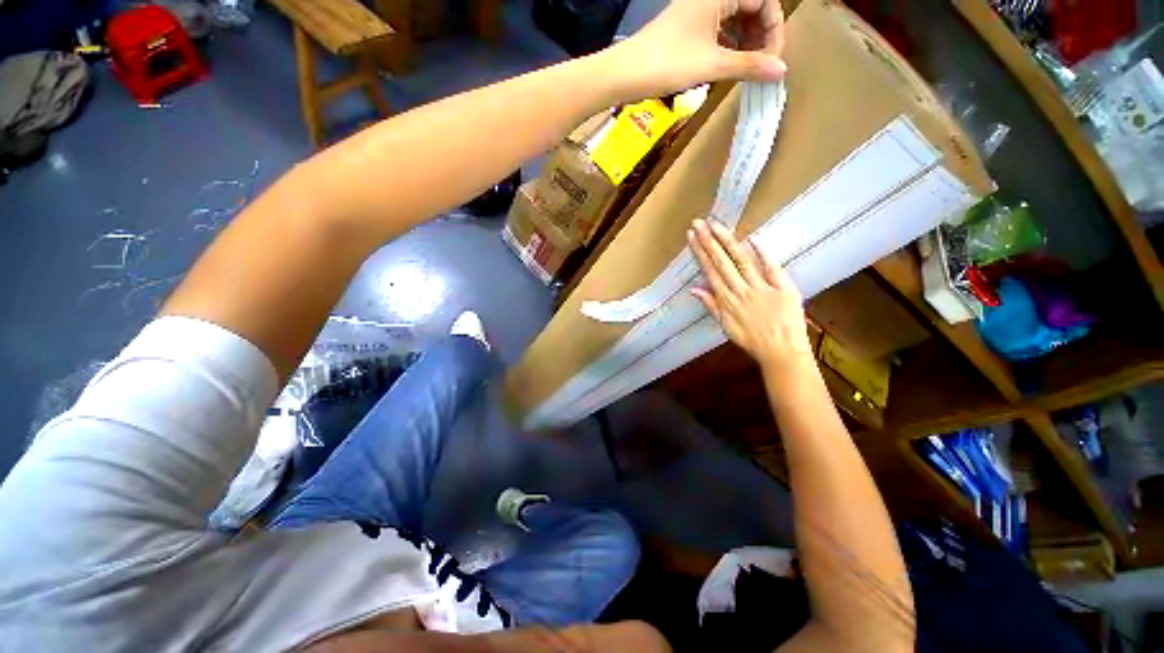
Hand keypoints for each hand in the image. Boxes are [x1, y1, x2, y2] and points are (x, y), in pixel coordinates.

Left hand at [609, 0, 786, 97]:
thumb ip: (749, 66)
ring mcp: (697, 12)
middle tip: (759, 67)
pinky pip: (717, 32)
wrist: (624, 74)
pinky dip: (727, 47)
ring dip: (744, 44)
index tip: (771, 62)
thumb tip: (781, 71)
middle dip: (760, 37)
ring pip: (733, 21)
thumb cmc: (669, 63)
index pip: (764, 1)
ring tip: (745, 70)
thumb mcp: (713, 64)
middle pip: (750, 8)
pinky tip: (727, 66)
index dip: (773, 31)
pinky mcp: (686, 28)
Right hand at [688, 219, 812, 371]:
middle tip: (699, 223)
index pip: (710, 271)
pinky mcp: (783, 288)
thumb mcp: (725, 326)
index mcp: (727, 300)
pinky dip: (763, 253)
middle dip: (709, 241)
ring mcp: (762, 288)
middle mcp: (741, 291)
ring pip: (742, 261)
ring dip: (728, 242)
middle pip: (723, 262)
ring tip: (716, 225)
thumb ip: (711, 305)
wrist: (782, 352)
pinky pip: (772, 268)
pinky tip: (752, 238)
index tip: (692, 237)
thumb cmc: (751, 340)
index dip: (700, 253)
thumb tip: (694, 288)